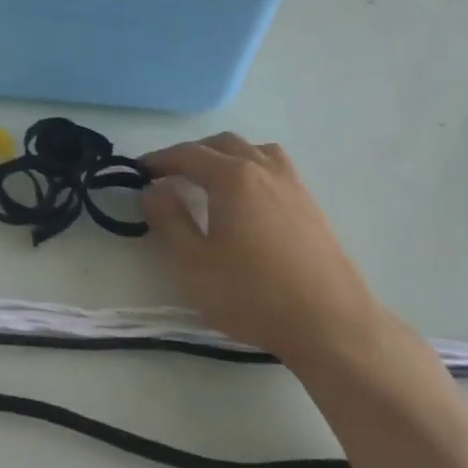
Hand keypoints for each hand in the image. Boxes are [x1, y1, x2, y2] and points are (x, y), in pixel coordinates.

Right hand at [140, 133, 382, 363]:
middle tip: (169, 176)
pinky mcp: (311, 206)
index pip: (188, 154)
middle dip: (192, 154)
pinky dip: (251, 169)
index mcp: (233, 177)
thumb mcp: (193, 262)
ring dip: (226, 156)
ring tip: (209, 180)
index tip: (138, 171)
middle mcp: (265, 169)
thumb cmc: (252, 294)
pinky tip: (247, 200)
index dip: (159, 160)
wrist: (329, 323)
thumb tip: (152, 189)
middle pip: (223, 144)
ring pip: (254, 151)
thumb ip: (169, 219)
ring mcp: (293, 186)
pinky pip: (275, 169)